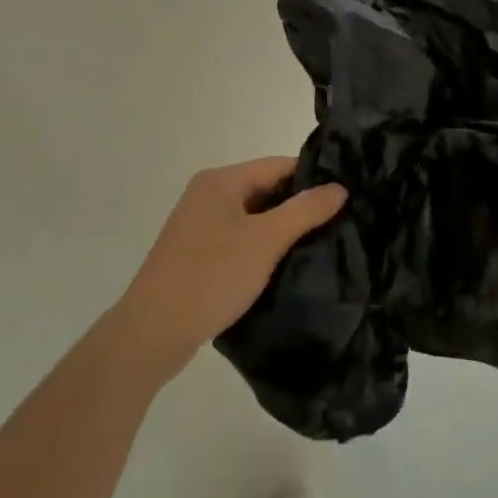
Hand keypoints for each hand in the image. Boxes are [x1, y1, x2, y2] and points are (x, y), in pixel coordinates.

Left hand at [111, 158, 346, 381]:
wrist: (152, 332)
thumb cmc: (212, 276)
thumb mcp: (266, 241)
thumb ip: (305, 211)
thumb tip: (339, 188)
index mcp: (221, 180)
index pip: (279, 165)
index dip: (313, 179)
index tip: (344, 199)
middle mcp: (207, 194)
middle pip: (265, 189)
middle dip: (298, 207)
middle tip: (337, 225)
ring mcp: (198, 224)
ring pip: (253, 217)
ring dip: (280, 230)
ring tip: (317, 246)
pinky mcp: (195, 253)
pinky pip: (238, 239)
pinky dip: (260, 247)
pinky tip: (282, 266)